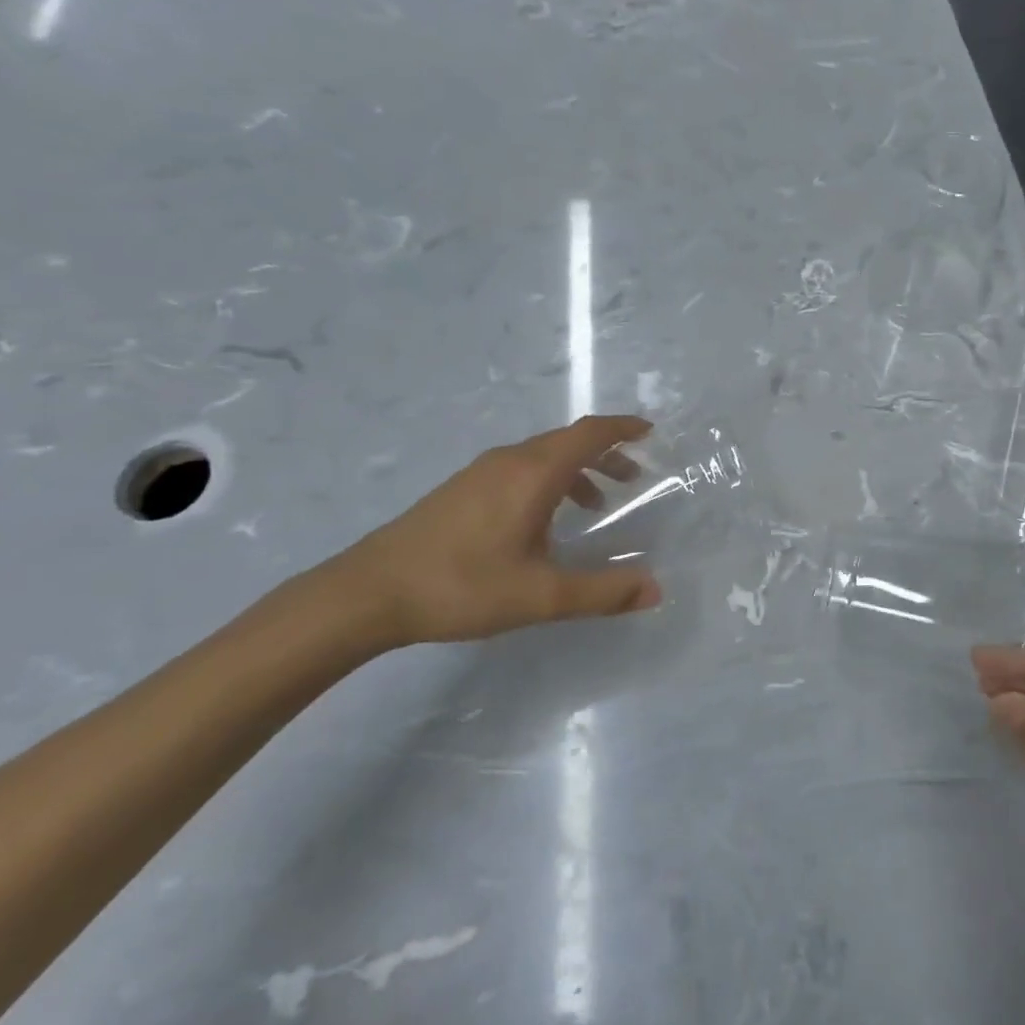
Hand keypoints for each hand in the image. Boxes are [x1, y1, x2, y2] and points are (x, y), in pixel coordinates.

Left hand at [327, 415, 662, 651]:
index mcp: (533, 474)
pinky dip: (549, 481)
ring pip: (542, 456)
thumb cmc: (462, 586)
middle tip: (634, 477)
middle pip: (568, 441)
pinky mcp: (462, 489)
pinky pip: (520, 470)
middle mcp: (509, 461)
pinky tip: (544, 523)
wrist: (369, 592)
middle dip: (606, 454)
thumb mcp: (541, 596)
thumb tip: (655, 589)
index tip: (650, 433)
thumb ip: (602, 592)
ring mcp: (481, 473)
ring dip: (577, 470)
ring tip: (596, 504)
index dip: (623, 429)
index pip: (589, 433)